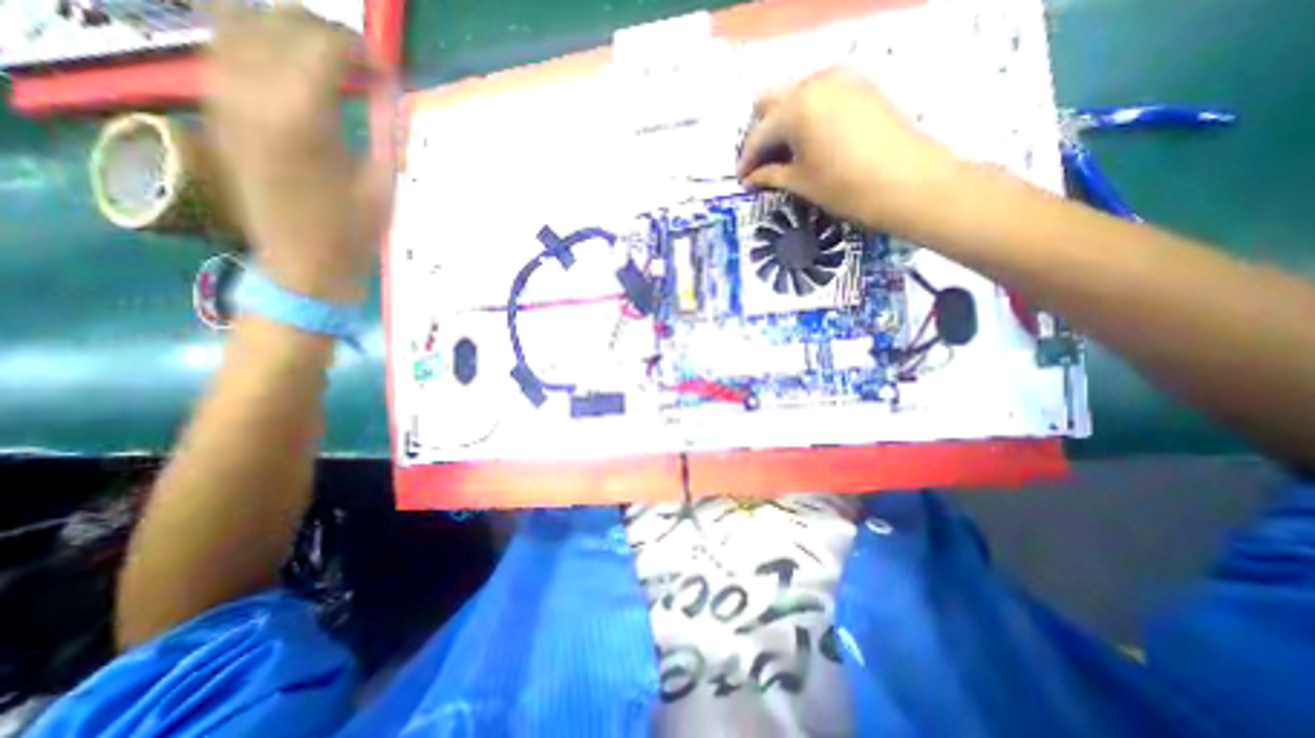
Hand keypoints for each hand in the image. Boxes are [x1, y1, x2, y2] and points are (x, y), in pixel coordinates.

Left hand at [206, 0, 384, 300]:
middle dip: (325, 32)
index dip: (360, 49)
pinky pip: (223, 49)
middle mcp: (252, 93)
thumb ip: (385, 132)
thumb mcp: (383, 184)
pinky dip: (255, 43)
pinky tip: (286, 66)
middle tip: (358, 61)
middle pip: (279, 22)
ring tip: (323, 57)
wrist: (302, 262)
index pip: (324, 44)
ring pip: (240, 23)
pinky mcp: (215, 109)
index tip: (385, 71)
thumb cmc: (352, 231)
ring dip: (285, 31)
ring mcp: (224, 97)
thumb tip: (386, 93)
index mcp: (303, 117)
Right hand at [738, 67, 962, 236]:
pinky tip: (809, 143)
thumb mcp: (802, 183)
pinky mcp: (861, 86)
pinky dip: (807, 116)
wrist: (910, 183)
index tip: (742, 180)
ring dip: (783, 123)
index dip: (746, 159)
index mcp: (796, 107)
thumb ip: (771, 175)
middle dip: (762, 133)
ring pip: (796, 95)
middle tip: (762, 164)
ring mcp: (842, 79)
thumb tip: (750, 178)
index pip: (759, 133)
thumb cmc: (847, 187)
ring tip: (784, 156)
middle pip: (772, 102)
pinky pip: (821, 96)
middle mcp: (815, 82)